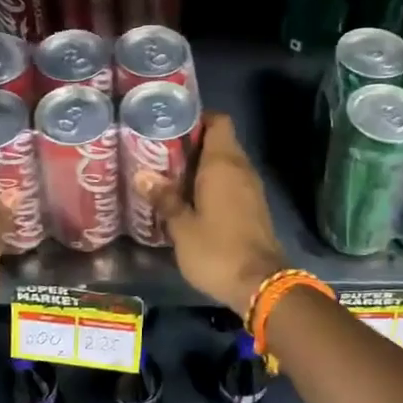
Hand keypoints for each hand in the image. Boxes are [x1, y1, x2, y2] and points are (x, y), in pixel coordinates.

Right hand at [147, 113, 286, 314]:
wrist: (260, 284)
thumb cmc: (217, 250)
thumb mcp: (181, 227)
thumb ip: (164, 198)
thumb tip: (142, 175)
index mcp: (223, 164)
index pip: (218, 121)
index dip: (198, 118)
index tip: (172, 126)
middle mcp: (241, 169)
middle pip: (221, 141)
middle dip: (193, 144)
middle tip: (162, 153)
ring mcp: (251, 189)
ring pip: (227, 164)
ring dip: (203, 167)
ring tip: (171, 176)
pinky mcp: (254, 208)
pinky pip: (232, 183)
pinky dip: (214, 184)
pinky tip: (192, 199)